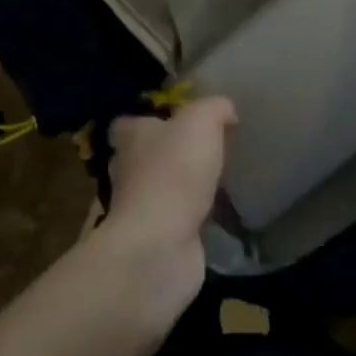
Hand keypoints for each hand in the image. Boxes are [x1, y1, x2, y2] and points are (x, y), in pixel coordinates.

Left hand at [100, 96, 234, 306]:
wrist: (161, 246)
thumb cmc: (174, 172)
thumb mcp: (201, 122)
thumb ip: (214, 109)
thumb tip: (226, 111)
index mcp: (131, 138)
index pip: (129, 123)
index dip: (150, 120)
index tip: (178, 120)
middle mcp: (129, 170)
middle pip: (145, 155)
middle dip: (169, 153)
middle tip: (205, 149)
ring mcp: (141, 208)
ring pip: (162, 188)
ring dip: (183, 186)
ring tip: (217, 178)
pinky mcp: (158, 238)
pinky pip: (178, 219)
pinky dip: (194, 216)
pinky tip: (220, 211)